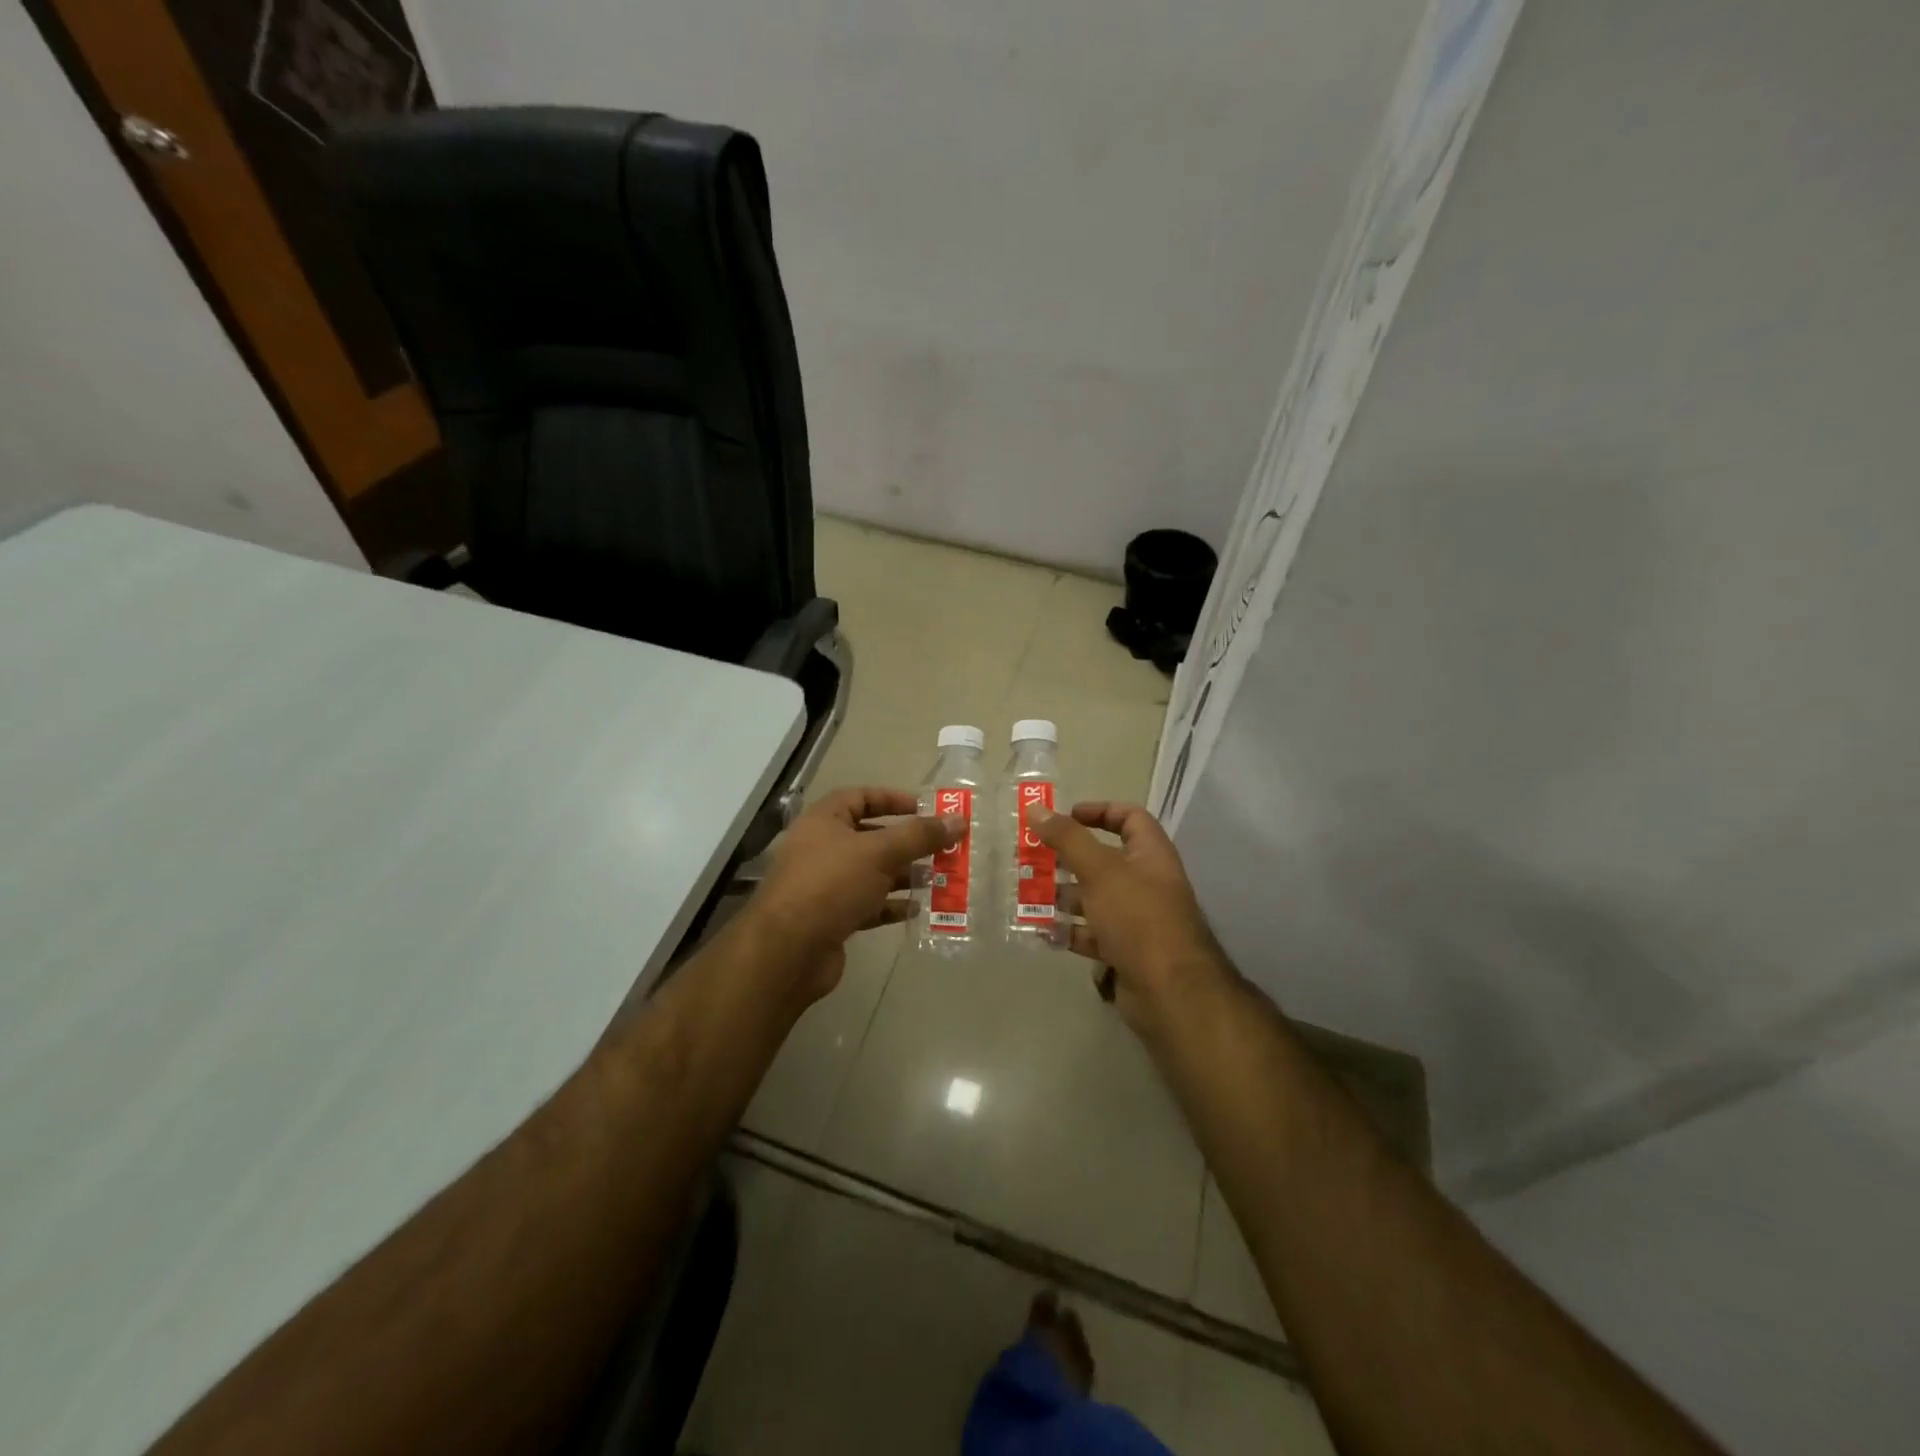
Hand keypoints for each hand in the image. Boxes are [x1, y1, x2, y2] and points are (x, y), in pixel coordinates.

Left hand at [746, 787, 960, 1004]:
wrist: (788, 951)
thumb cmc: (831, 884)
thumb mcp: (880, 852)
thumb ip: (920, 836)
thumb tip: (959, 820)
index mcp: (824, 821)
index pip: (860, 797)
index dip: (893, 799)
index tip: (926, 809)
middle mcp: (821, 848)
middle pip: (870, 837)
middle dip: (907, 842)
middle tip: (942, 848)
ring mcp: (825, 885)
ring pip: (872, 873)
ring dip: (904, 875)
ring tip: (938, 878)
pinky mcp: (832, 918)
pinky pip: (868, 905)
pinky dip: (891, 905)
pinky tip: (918, 909)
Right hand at [1035, 802, 1232, 1034]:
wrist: (1169, 992)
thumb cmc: (1137, 918)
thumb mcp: (1099, 870)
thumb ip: (1067, 839)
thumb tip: (1036, 808)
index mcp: (1150, 854)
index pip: (1129, 818)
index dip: (1099, 811)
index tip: (1064, 817)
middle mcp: (1146, 882)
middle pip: (1104, 859)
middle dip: (1067, 859)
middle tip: (1032, 858)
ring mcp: (1136, 919)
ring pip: (1094, 898)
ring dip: (1063, 895)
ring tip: (1028, 894)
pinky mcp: (1125, 950)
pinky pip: (1092, 933)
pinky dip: (1069, 931)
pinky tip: (1041, 931)